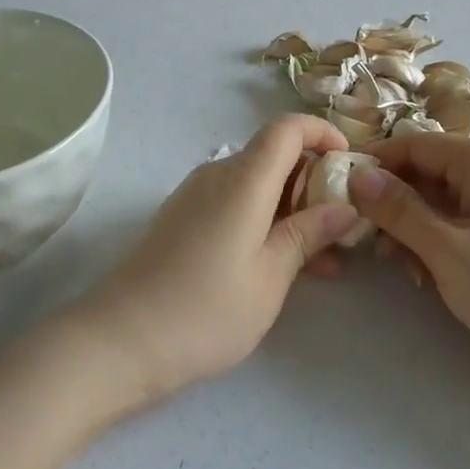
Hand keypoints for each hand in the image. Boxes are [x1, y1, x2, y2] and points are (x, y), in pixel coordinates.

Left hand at [73, 115, 362, 408]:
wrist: (120, 340)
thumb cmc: (206, 309)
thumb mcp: (271, 276)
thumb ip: (310, 234)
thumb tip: (346, 206)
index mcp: (244, 178)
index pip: (288, 128)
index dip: (323, 133)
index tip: (350, 163)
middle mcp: (219, 174)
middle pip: (275, 156)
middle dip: (315, 181)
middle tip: (345, 226)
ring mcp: (197, 195)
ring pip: (258, 184)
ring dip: (293, 208)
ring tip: (323, 259)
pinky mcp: (183, 218)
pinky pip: (235, 203)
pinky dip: (265, 220)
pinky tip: (282, 264)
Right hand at [349, 136, 469, 382]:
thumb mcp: (447, 249)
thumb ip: (398, 209)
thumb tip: (357, 175)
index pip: (414, 144)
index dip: (375, 163)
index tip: (337, 190)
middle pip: (425, 173)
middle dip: (393, 203)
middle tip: (367, 240)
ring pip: (437, 204)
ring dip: (411, 230)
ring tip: (401, 267)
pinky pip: (456, 228)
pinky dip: (435, 246)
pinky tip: (426, 279)